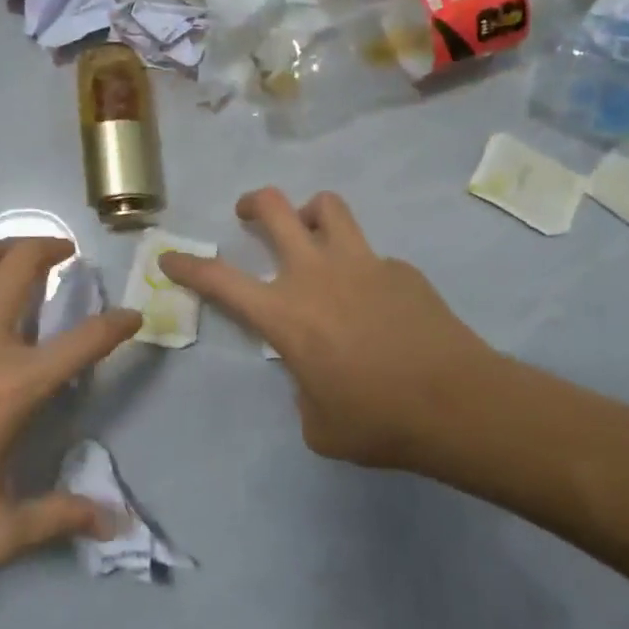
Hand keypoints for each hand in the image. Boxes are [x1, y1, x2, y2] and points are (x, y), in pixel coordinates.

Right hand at [160, 189, 502, 470]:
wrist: (456, 404)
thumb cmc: (377, 422)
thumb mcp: (319, 424)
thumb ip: (303, 392)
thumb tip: (313, 375)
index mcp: (284, 314)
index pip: (219, 280)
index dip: (188, 266)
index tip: (171, 257)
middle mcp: (315, 274)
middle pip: (273, 209)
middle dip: (252, 204)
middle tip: (249, 214)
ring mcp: (360, 262)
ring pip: (326, 206)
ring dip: (309, 213)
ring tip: (311, 234)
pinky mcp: (398, 267)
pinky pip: (369, 253)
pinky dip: (360, 265)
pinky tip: (375, 300)